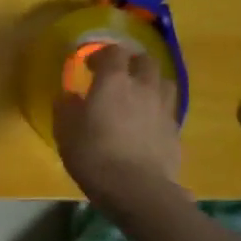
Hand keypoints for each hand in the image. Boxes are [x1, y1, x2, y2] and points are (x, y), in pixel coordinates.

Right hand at [53, 44, 183, 207]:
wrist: (137, 189)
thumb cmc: (93, 155)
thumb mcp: (65, 131)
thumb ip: (66, 108)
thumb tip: (70, 96)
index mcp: (113, 81)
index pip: (114, 51)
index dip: (102, 54)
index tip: (90, 65)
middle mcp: (142, 87)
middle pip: (145, 60)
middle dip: (131, 62)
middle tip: (118, 75)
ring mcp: (163, 108)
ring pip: (164, 81)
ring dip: (150, 82)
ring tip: (138, 95)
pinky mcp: (175, 130)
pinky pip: (168, 109)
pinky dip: (158, 109)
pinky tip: (147, 123)